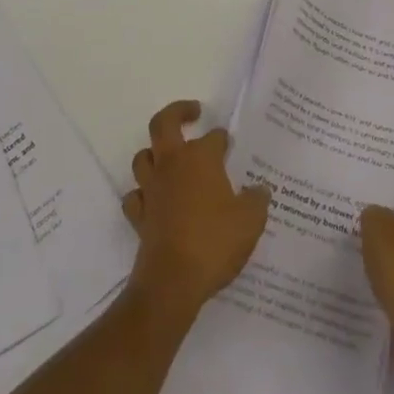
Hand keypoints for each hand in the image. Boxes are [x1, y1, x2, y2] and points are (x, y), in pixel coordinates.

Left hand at [122, 100, 270, 316]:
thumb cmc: (215, 242)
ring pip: (143, 157)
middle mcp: (172, 165)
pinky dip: (142, 193)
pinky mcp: (140, 216)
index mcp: (201, 159)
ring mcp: (152, 189)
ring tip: (170, 157)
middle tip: (193, 112)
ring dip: (155, 153)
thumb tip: (259, 190)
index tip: (230, 146)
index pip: (213, 137)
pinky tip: (153, 199)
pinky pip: (135, 196)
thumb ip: (256, 200)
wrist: (173, 282)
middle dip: (177, 112)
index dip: (223, 139)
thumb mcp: (251, 221)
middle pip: (163, 124)